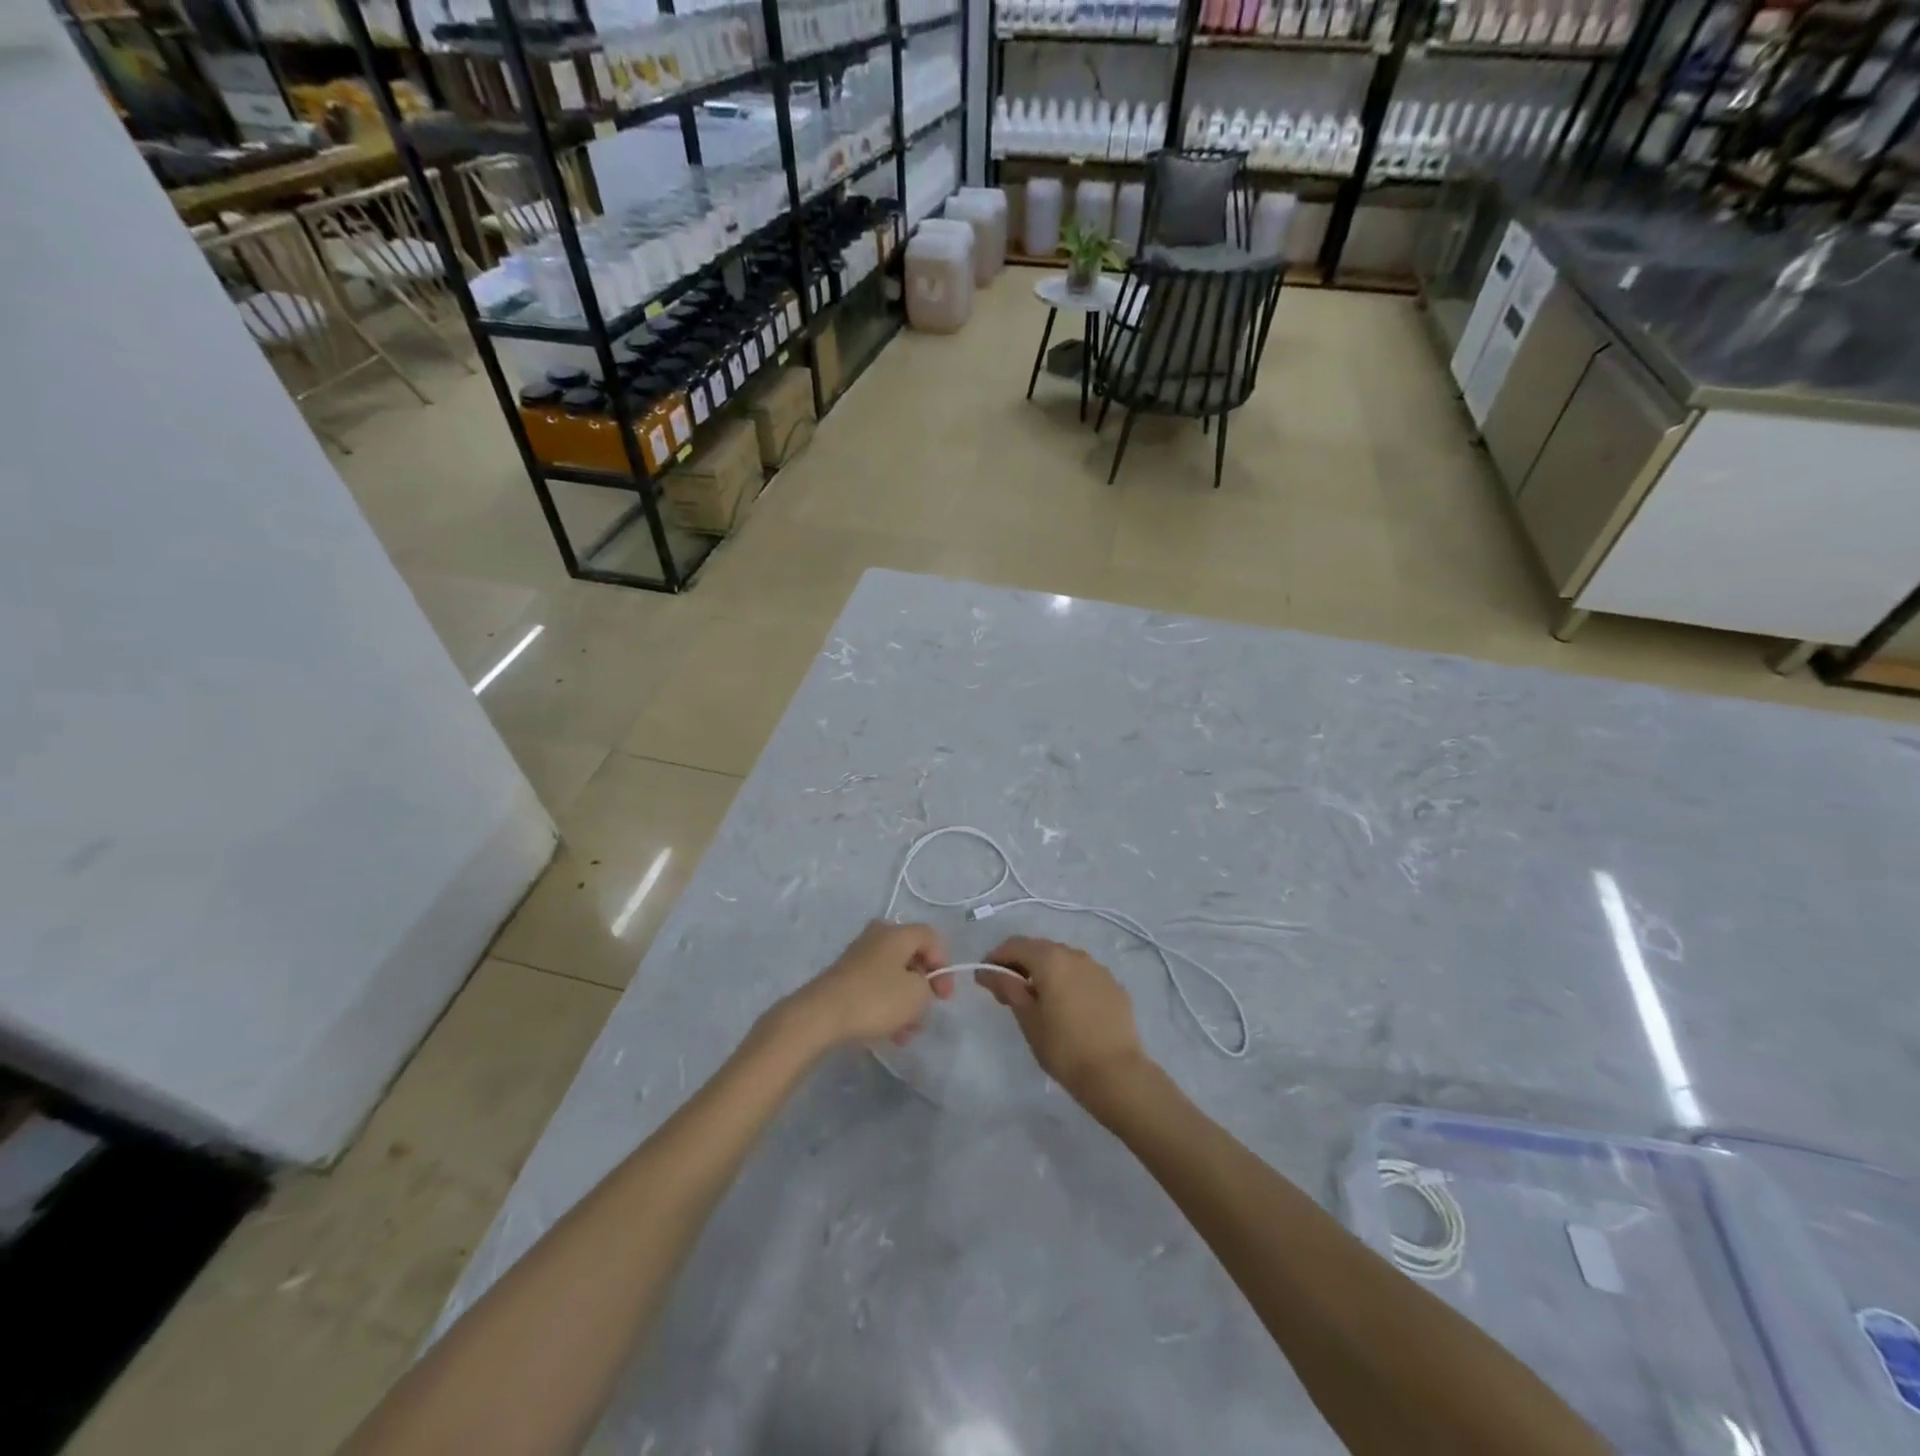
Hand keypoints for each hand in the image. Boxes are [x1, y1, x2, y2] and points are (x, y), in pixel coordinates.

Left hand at [781, 920, 953, 1050]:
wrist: (820, 1015)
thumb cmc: (875, 999)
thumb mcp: (917, 994)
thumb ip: (929, 984)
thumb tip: (919, 983)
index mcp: (897, 932)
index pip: (931, 938)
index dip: (944, 965)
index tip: (943, 996)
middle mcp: (877, 936)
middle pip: (911, 957)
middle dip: (922, 987)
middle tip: (925, 1011)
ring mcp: (858, 956)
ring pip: (893, 976)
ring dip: (904, 1002)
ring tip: (905, 1033)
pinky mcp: (844, 977)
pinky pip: (875, 987)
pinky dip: (886, 1006)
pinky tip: (888, 1033)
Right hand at [976, 937, 1147, 1104]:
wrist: (1117, 1074)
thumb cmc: (1064, 1047)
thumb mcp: (1028, 1019)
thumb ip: (1008, 988)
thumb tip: (987, 971)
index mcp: (1051, 958)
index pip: (1015, 945)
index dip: (995, 957)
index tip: (985, 979)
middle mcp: (1076, 955)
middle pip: (1040, 949)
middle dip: (1020, 965)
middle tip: (1007, 993)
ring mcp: (1098, 969)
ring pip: (1063, 961)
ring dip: (1045, 973)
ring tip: (1038, 1001)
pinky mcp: (1114, 986)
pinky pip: (1083, 976)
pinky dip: (1068, 983)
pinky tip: (1067, 1009)